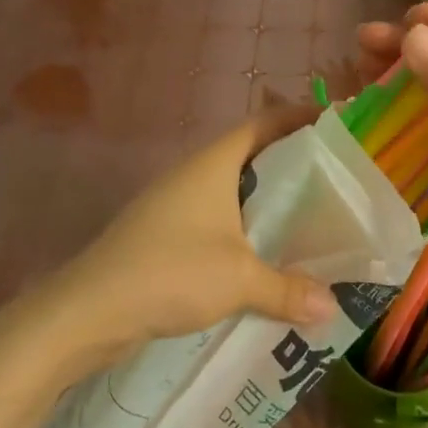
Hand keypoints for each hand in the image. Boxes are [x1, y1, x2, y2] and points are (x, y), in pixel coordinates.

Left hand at [48, 105, 337, 361]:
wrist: (90, 309)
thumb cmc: (170, 271)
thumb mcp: (239, 279)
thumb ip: (288, 289)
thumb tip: (332, 307)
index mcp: (214, 164)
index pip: (264, 123)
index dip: (299, 118)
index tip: (337, 123)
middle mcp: (196, 174)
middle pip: (253, 155)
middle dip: (293, 164)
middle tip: (336, 179)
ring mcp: (178, 203)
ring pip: (235, 191)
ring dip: (269, 201)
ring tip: (312, 219)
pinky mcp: (167, 234)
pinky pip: (219, 220)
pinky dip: (247, 229)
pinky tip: (267, 257)